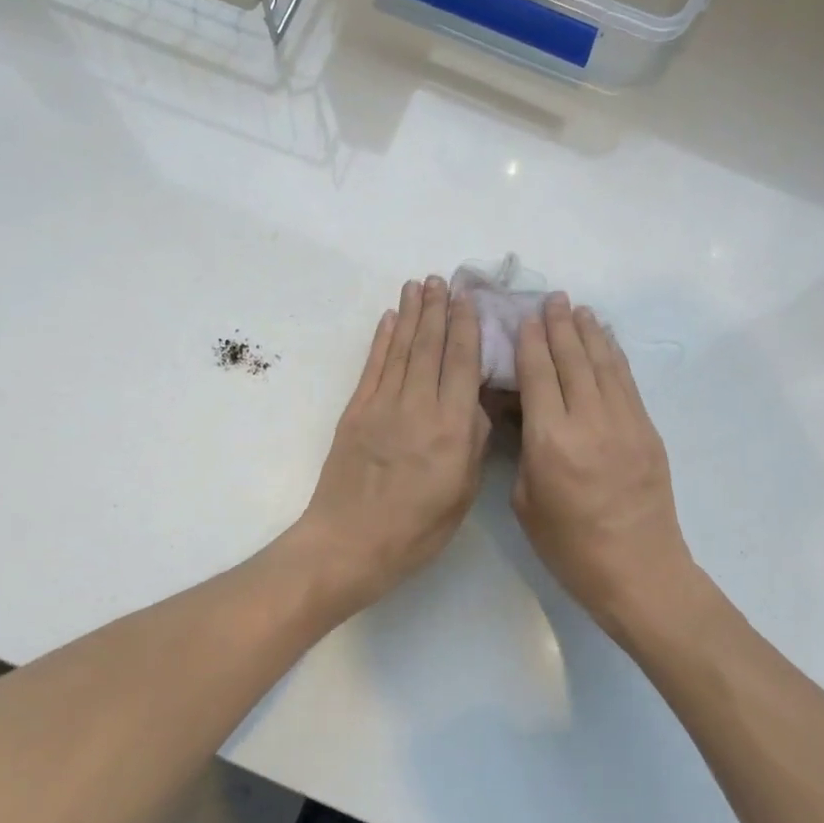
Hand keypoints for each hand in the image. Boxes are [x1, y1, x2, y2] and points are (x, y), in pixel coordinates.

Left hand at [297, 276, 490, 611]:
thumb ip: (472, 442)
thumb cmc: (415, 529)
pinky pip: (372, 367)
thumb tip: (475, 402)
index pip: (462, 364)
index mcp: (450, 428)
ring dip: (410, 315)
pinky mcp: (355, 412)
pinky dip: (381, 340)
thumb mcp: (462, 494)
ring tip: (417, 286)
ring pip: (400, 349)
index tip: (468, 298)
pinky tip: (389, 320)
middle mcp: (418, 406)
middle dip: (437, 309)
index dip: (465, 327)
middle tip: (441, 278)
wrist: (349, 543)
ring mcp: (382, 405)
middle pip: (430, 347)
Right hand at [513, 294, 694, 630]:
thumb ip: (523, 450)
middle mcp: (589, 420)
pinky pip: (627, 381)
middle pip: (573, 360)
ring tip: (578, 309)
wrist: (638, 570)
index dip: (531, 342)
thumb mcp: (526, 501)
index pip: (539, 375)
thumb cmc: (569, 546)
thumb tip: (522, 412)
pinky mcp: (647, 430)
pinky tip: (606, 341)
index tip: (526, 317)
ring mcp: (624, 422)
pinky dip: (614, 355)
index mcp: (551, 440)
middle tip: (552, 299)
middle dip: (560, 326)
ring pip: (603, 364)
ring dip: (589, 333)